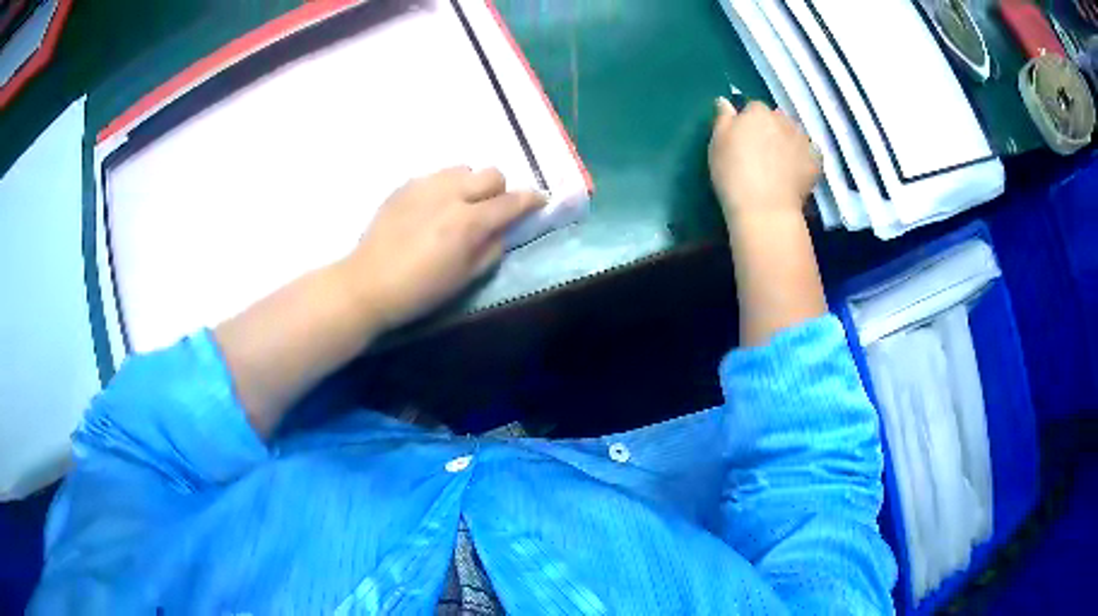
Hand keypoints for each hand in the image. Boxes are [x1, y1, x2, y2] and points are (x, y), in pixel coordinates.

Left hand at [338, 167, 544, 330]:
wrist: (367, 284)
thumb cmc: (419, 290)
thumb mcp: (464, 279)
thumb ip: (491, 249)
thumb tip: (501, 230)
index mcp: (468, 221)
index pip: (511, 201)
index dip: (532, 200)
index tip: (540, 202)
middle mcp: (450, 194)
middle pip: (492, 173)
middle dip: (500, 190)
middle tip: (492, 211)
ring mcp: (424, 185)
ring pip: (464, 169)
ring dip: (471, 185)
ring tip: (460, 207)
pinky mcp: (405, 185)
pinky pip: (437, 176)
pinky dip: (445, 187)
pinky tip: (432, 209)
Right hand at [708, 98, 820, 223]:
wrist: (764, 209)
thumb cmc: (733, 174)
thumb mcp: (717, 143)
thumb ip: (723, 118)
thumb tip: (725, 101)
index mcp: (758, 112)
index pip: (754, 108)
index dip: (749, 123)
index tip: (744, 139)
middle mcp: (784, 120)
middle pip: (778, 119)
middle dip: (772, 129)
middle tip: (762, 152)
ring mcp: (803, 140)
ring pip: (795, 134)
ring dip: (789, 142)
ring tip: (780, 163)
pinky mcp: (816, 162)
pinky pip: (811, 153)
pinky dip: (805, 159)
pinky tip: (796, 172)